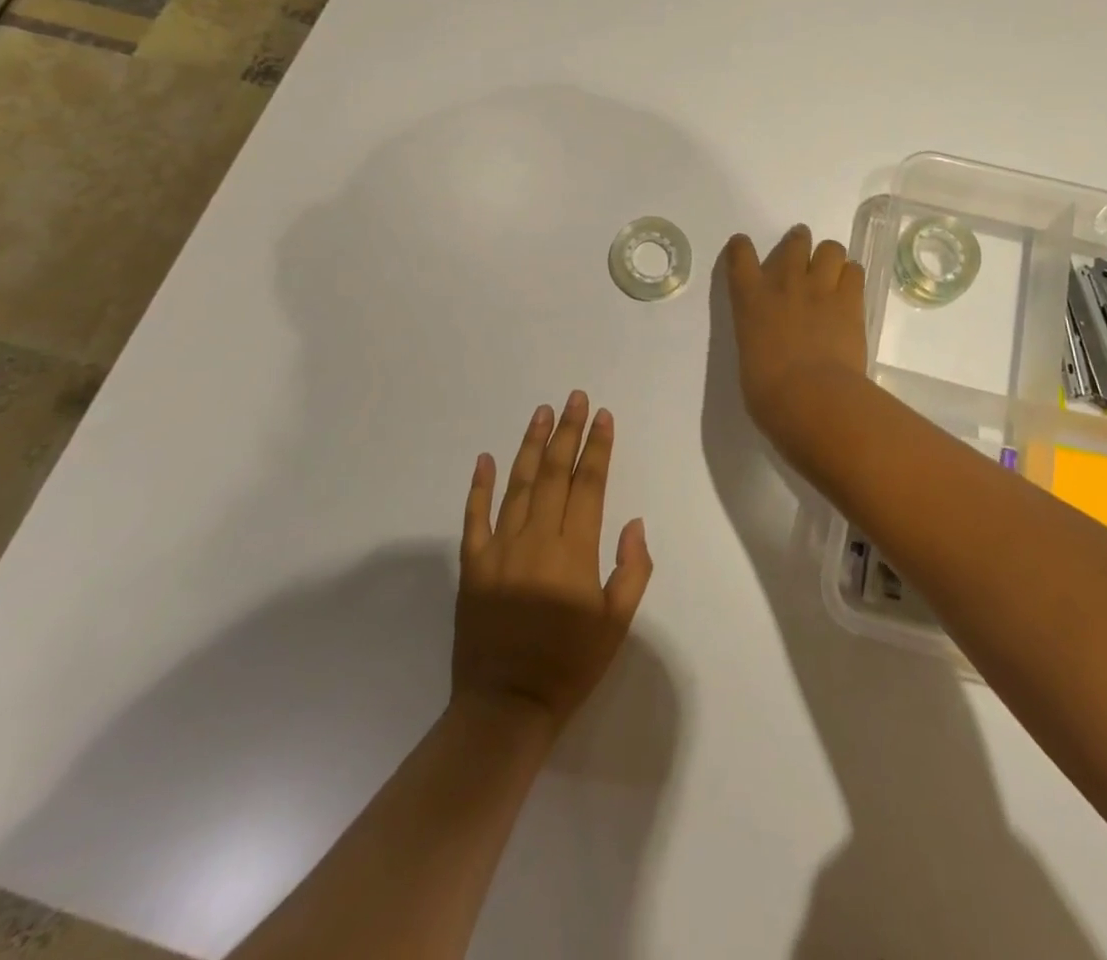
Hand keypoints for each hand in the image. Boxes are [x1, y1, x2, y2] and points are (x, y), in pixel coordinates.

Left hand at [454, 392, 652, 735]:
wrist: (506, 707)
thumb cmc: (570, 665)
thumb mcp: (617, 624)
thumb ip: (631, 569)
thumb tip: (633, 522)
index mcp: (575, 551)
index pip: (589, 484)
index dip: (597, 447)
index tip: (603, 416)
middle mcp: (537, 539)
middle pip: (553, 473)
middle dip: (567, 432)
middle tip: (574, 398)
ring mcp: (500, 549)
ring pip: (517, 484)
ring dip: (530, 445)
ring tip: (542, 412)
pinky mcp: (473, 565)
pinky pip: (475, 517)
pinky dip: (479, 486)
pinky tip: (485, 458)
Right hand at [723, 225, 868, 448]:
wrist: (812, 397)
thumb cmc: (769, 393)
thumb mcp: (750, 359)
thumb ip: (758, 339)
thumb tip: (771, 344)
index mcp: (750, 300)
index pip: (740, 256)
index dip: (741, 248)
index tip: (743, 247)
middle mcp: (784, 284)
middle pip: (795, 242)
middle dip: (799, 243)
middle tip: (802, 257)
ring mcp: (820, 288)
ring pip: (831, 248)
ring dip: (829, 257)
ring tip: (831, 273)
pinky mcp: (850, 300)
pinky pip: (855, 271)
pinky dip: (852, 277)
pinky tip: (850, 292)